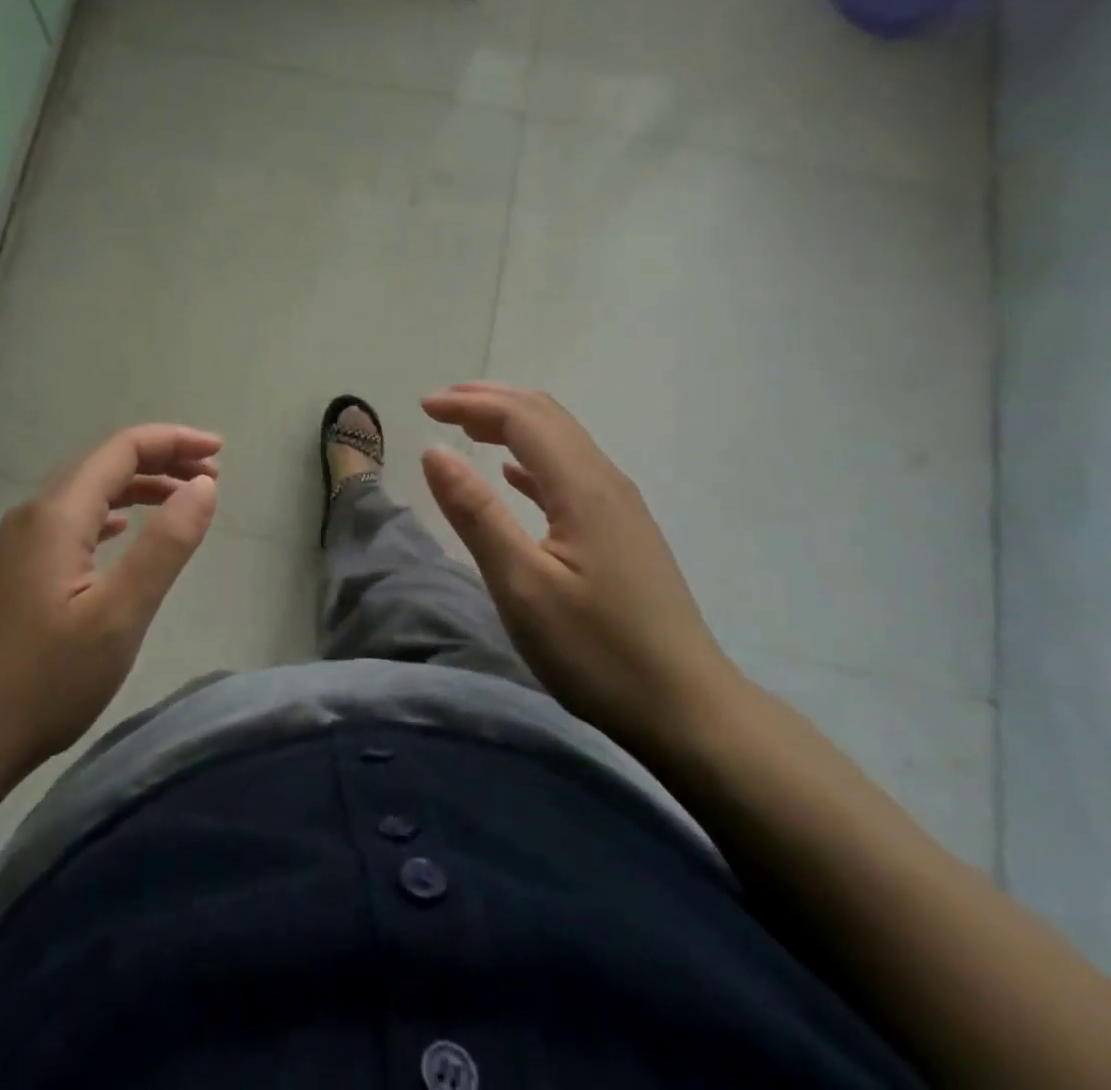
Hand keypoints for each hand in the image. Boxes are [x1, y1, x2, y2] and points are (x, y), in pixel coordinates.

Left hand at [0, 424, 220, 793]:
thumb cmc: (44, 682)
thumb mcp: (119, 615)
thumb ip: (166, 544)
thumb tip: (204, 485)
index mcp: (57, 515)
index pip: (122, 450)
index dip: (174, 441)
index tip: (220, 451)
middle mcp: (32, 515)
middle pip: (104, 464)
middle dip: (161, 460)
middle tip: (212, 474)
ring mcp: (16, 544)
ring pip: (86, 493)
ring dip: (137, 487)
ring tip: (182, 499)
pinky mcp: (12, 571)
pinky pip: (70, 522)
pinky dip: (109, 514)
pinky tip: (122, 531)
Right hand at [420, 383, 739, 747]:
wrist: (688, 710)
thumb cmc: (597, 651)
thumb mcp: (522, 586)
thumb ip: (476, 513)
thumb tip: (434, 451)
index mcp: (582, 487)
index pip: (521, 418)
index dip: (470, 404)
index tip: (423, 407)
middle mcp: (605, 482)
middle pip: (546, 416)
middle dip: (490, 400)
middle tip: (441, 405)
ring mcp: (619, 506)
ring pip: (561, 440)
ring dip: (511, 424)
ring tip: (467, 427)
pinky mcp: (622, 531)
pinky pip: (571, 472)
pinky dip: (532, 458)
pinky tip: (513, 474)